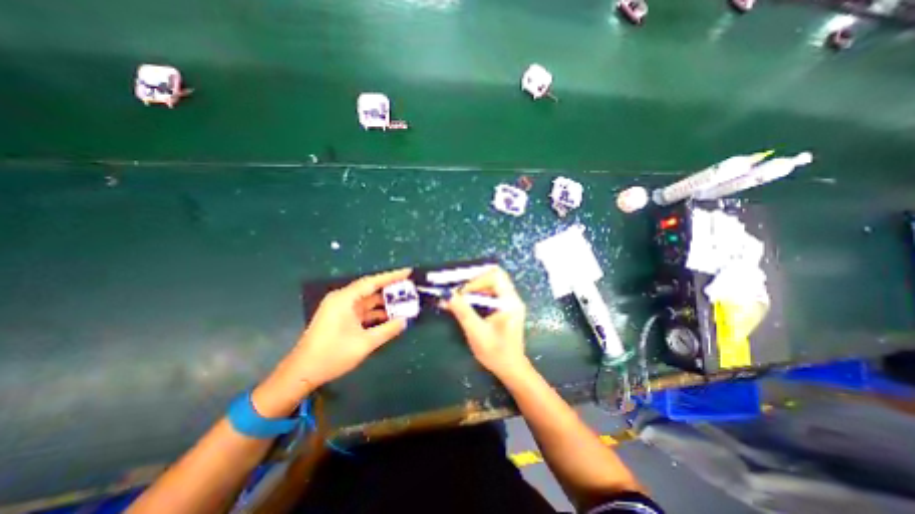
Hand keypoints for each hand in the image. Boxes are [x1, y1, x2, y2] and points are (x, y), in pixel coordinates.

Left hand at [251, 269, 408, 416]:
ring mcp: (341, 309)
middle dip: (390, 290)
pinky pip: (363, 311)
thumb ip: (387, 330)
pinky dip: (376, 314)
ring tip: (404, 304)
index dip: (392, 276)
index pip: (372, 282)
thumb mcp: (364, 343)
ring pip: (368, 301)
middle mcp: (343, 299)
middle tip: (410, 288)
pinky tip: (390, 317)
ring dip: (384, 304)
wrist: (302, 373)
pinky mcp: (341, 318)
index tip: (408, 272)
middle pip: (371, 290)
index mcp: (345, 299)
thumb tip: (404, 321)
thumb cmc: (332, 355)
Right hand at [445, 266, 530, 378]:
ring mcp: (510, 302)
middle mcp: (512, 298)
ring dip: (476, 287)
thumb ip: (462, 311)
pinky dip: (479, 294)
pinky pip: (492, 292)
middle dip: (475, 280)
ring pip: (492, 283)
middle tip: (460, 290)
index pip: (495, 276)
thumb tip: (447, 294)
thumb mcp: (476, 331)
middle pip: (494, 276)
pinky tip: (468, 304)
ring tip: (461, 297)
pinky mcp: (506, 308)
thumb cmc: (495, 352)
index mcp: (509, 301)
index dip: (476, 280)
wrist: (511, 369)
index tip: (460, 292)